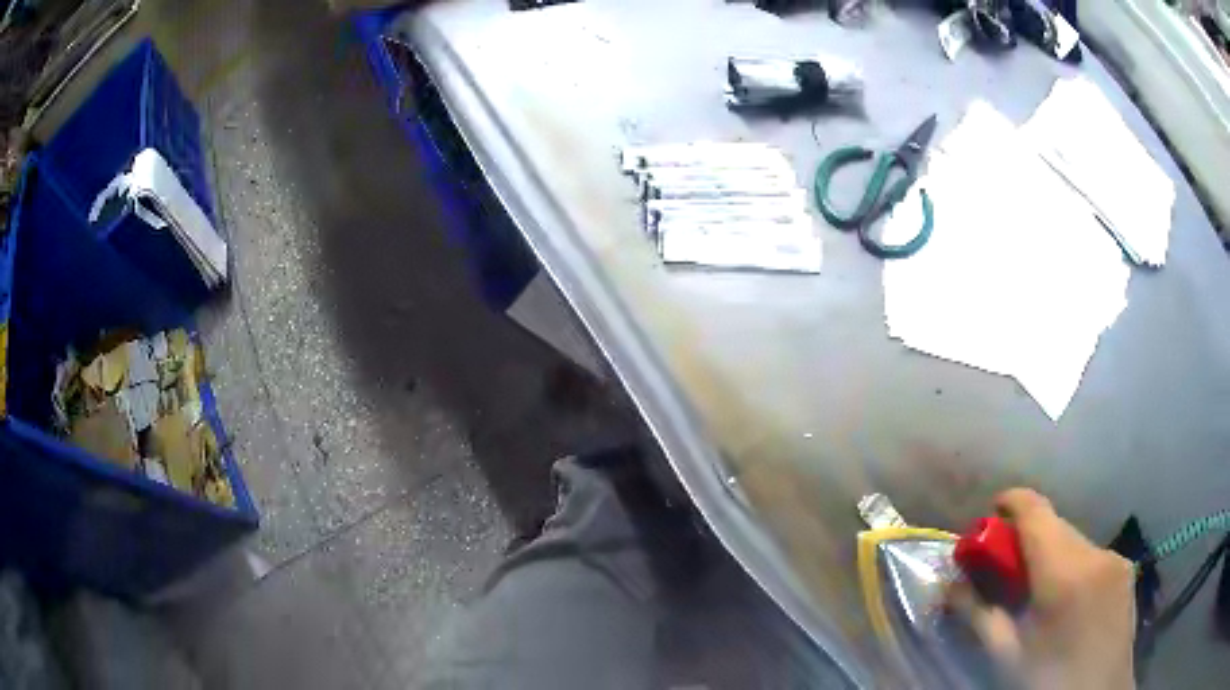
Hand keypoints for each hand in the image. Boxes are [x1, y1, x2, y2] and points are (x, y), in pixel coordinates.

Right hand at [951, 488, 1136, 689]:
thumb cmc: (1048, 680)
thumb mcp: (1006, 656)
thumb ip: (979, 615)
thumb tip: (952, 585)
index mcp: (1064, 573)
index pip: (1036, 511)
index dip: (1011, 501)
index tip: (991, 512)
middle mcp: (1095, 553)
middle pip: (1055, 525)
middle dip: (1027, 538)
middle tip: (1006, 570)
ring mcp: (1116, 558)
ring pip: (1075, 540)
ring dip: (1052, 554)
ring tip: (1039, 593)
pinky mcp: (1126, 569)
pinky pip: (1093, 555)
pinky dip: (1073, 566)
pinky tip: (1068, 601)